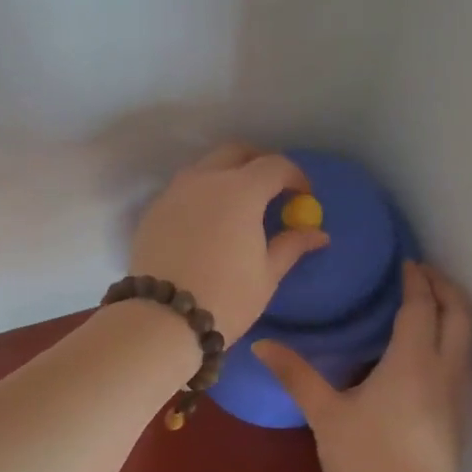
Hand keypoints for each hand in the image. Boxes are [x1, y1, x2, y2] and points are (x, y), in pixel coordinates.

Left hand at [128, 144, 330, 340]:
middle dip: (258, 163)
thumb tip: (318, 234)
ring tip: (237, 205)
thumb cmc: (226, 297)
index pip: (274, 166)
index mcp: (240, 191)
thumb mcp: (267, 274)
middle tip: (271, 189)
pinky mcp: (154, 211)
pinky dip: (200, 194)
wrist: (163, 318)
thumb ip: (291, 245)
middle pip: (235, 153)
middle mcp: (205, 180)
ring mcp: (174, 193)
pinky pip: (182, 189)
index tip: (303, 196)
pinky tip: (207, 222)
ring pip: (204, 167)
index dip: (295, 177)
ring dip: (226, 174)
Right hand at [255, 262, 471, 471]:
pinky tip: (420, 353)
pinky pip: (460, 362)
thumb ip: (296, 374)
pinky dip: (449, 340)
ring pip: (466, 340)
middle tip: (421, 273)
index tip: (405, 261)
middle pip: (459, 316)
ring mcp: (456, 397)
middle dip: (445, 288)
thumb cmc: (366, 462)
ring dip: (451, 313)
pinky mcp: (457, 418)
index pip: (421, 307)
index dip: (415, 280)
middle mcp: (444, 372)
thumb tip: (261, 343)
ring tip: (424, 304)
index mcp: (412, 362)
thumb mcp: (325, 414)